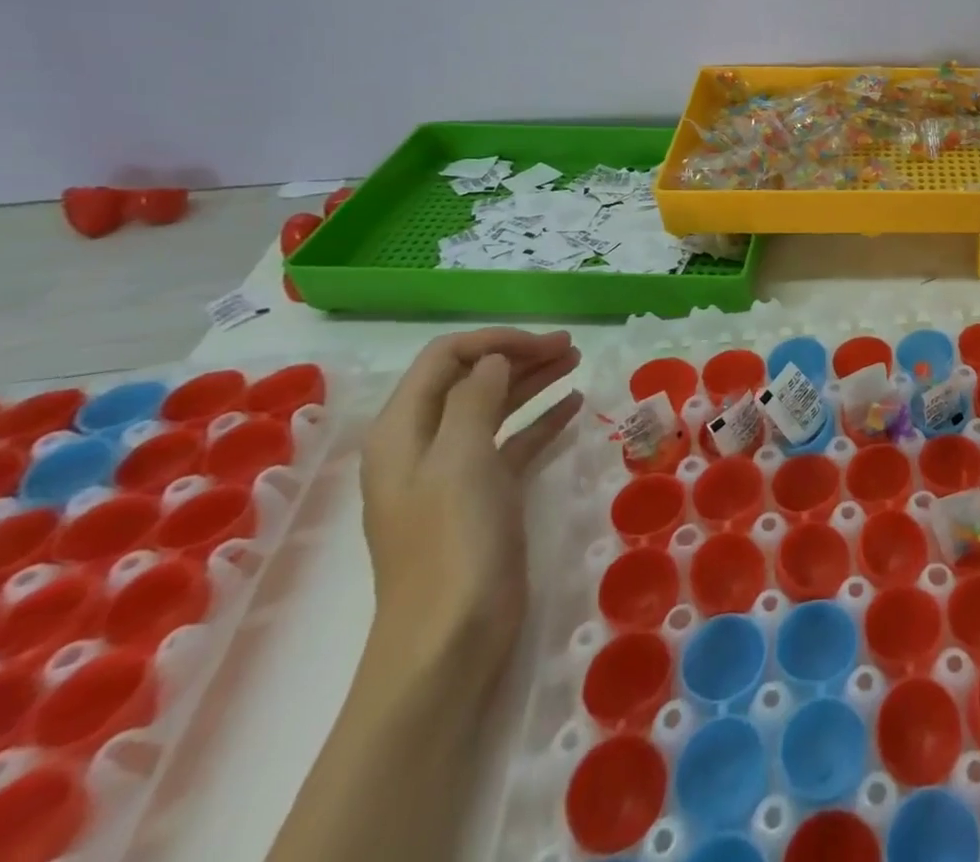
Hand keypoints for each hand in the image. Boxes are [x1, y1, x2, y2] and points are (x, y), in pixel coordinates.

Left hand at [359, 328, 583, 681]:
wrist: (450, 637)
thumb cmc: (452, 541)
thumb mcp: (461, 459)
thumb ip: (475, 398)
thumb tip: (494, 360)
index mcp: (403, 431)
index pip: (445, 359)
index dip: (494, 342)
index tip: (545, 343)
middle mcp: (425, 444)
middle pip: (471, 379)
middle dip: (518, 356)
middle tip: (571, 348)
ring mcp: (455, 473)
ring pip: (496, 407)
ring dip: (533, 381)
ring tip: (577, 363)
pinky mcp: (485, 496)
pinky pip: (514, 442)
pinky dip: (542, 419)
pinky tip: (574, 404)